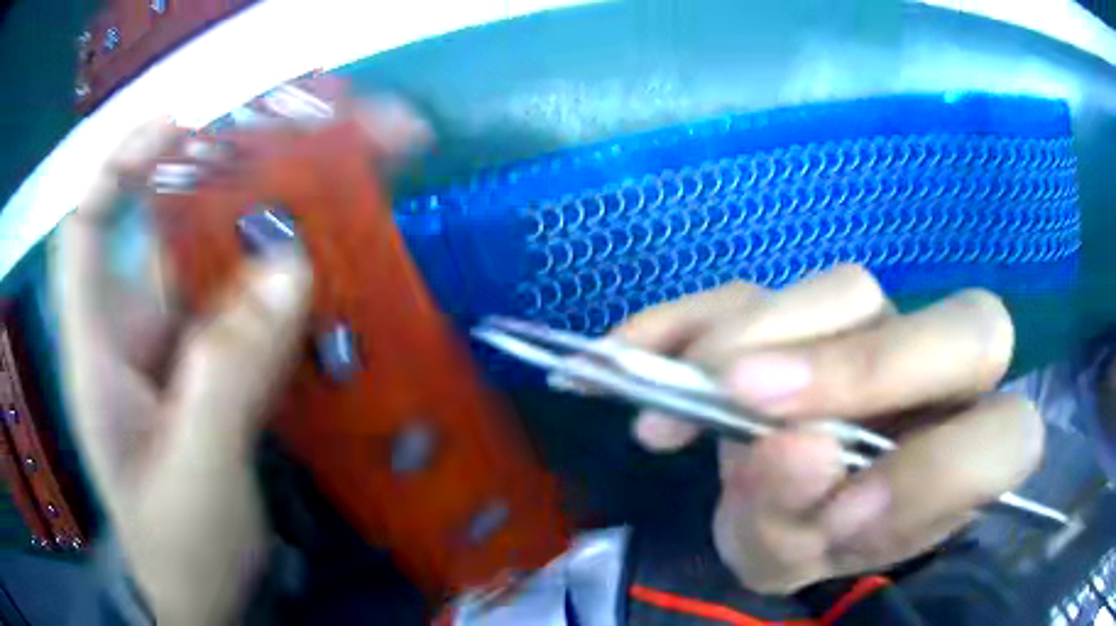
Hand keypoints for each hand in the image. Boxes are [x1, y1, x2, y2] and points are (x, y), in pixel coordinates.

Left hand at [53, 100, 429, 622]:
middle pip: (165, 237)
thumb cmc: (183, 552)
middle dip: (223, 189)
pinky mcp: (213, 381)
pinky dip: (282, 300)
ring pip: (214, 277)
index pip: (89, 228)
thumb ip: (228, 378)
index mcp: (101, 352)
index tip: (182, 125)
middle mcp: (133, 337)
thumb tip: (290, 270)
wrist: (208, 604)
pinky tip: (323, 293)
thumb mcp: (198, 476)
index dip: (124, 164)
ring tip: (330, 215)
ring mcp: (175, 359)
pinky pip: (245, 320)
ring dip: (266, 244)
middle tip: (294, 157)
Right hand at [612, 265, 1043, 593]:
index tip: (841, 513)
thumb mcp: (803, 557)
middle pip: (970, 327)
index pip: (1010, 438)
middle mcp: (943, 376)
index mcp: (969, 454)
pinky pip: (750, 289)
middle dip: (863, 368)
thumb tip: (794, 449)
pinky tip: (627, 356)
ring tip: (676, 401)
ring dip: (757, 339)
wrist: (782, 500)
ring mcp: (877, 326)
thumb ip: (804, 524)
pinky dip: (686, 321)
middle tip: (746, 399)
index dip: (939, 473)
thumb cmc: (809, 539)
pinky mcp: (802, 310)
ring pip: (849, 290)